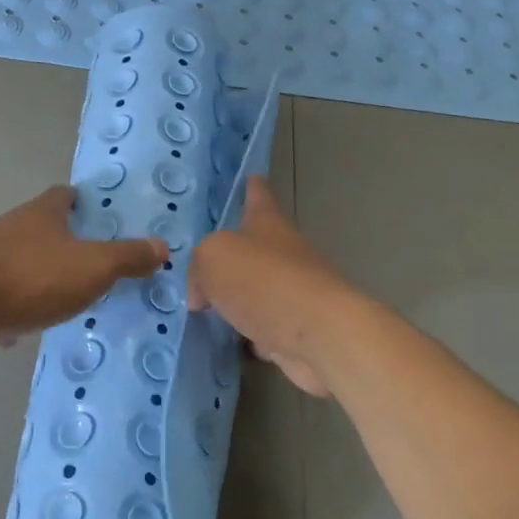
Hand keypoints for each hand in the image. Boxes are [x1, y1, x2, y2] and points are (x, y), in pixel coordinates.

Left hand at [0, 186, 165, 343]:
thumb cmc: (32, 276)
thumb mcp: (93, 267)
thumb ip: (127, 257)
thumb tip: (162, 246)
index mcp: (43, 214)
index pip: (65, 195)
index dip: (84, 202)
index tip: (101, 216)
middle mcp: (13, 227)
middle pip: (43, 227)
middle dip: (65, 242)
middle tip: (94, 261)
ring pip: (22, 260)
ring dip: (42, 274)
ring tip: (68, 296)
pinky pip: (2, 294)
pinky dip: (17, 306)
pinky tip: (29, 327)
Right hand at [188, 178, 355, 396]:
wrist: (318, 334)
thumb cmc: (264, 281)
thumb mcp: (213, 259)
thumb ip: (199, 268)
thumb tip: (202, 295)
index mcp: (267, 224)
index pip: (259, 197)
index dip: (253, 187)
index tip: (252, 177)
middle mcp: (285, 253)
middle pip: (256, 247)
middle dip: (234, 255)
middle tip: (206, 265)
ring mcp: (294, 292)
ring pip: (259, 289)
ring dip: (240, 297)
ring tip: (210, 307)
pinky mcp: (298, 328)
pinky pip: (266, 327)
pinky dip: (253, 332)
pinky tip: (235, 341)